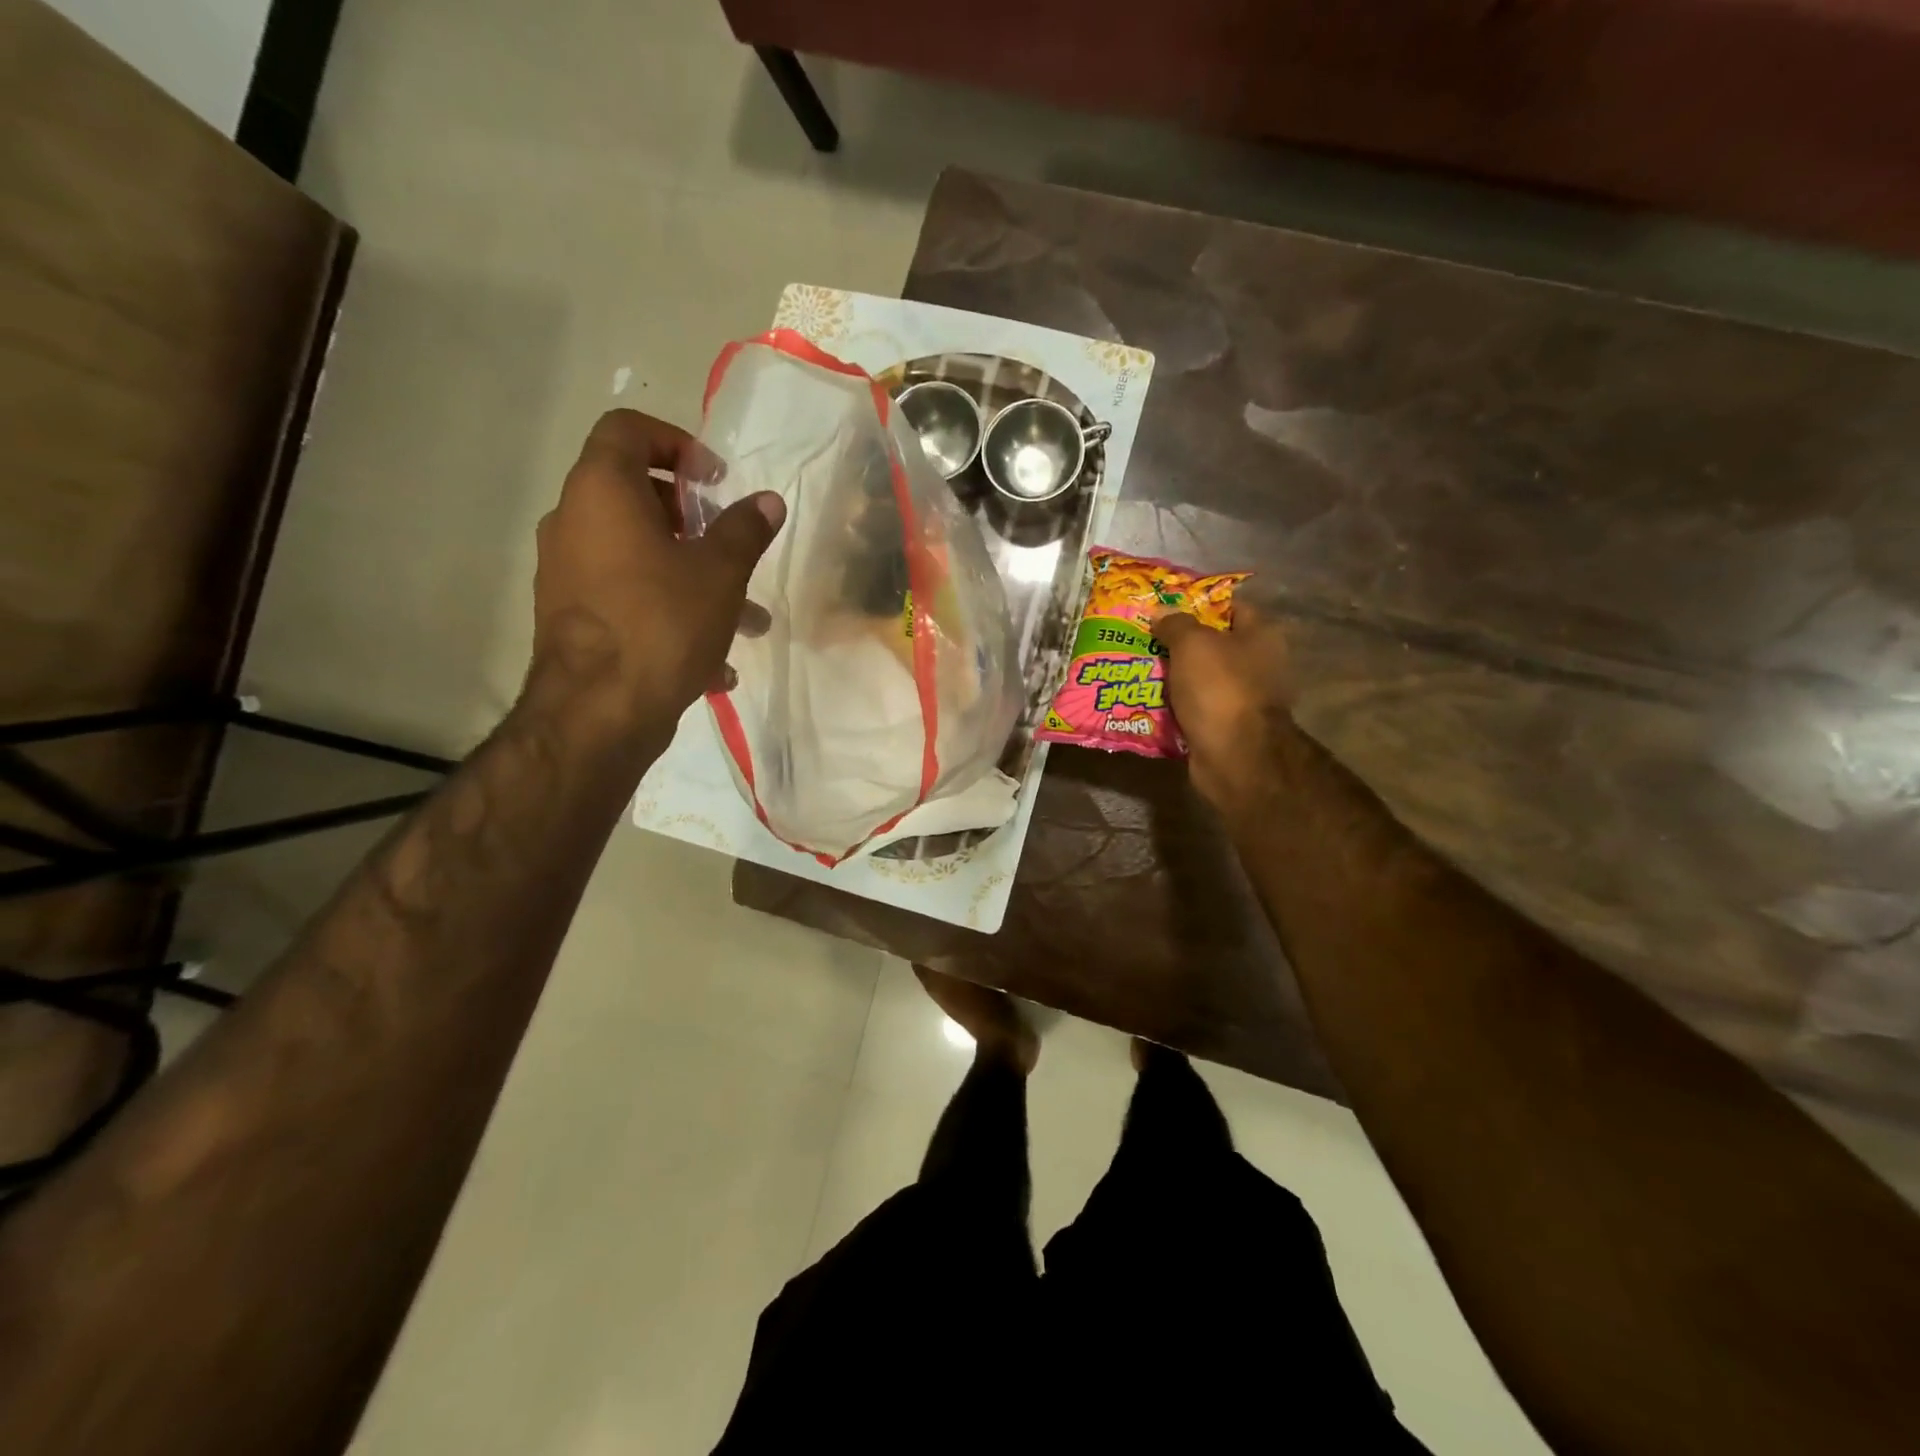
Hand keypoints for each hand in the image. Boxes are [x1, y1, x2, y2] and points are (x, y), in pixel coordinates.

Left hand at [529, 409, 782, 736]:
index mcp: (602, 492)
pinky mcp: (574, 617)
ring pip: (638, 555)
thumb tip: (767, 501)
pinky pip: (628, 597)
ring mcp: (568, 572)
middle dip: (693, 520)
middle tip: (728, 545)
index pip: (627, 430)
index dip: (676, 442)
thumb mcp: (720, 573)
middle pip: (635, 495)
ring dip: (692, 574)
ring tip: (746, 621)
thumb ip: (745, 530)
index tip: (715, 481)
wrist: (599, 712)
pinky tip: (714, 663)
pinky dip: (669, 611)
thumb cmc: (663, 623)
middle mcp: (574, 522)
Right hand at [1154, 602, 1294, 810]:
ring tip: (1135, 666)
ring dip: (1171, 676)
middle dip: (1177, 642)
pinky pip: (1192, 708)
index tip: (1164, 605)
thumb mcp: (1192, 644)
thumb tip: (1160, 612)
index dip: (1198, 603)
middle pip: (1211, 644)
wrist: (1234, 757)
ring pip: (1198, 678)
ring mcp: (1241, 698)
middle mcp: (1256, 665)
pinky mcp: (1223, 727)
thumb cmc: (1220, 689)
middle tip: (1141, 636)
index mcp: (1260, 636)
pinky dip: (1172, 705)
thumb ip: (1175, 624)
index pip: (1231, 607)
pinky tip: (1143, 699)